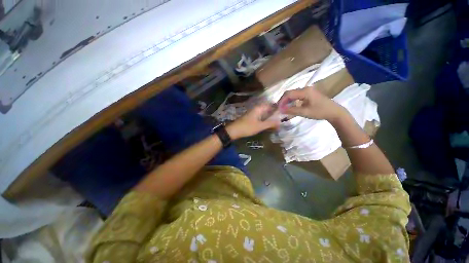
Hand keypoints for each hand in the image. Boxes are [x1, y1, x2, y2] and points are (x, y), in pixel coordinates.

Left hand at [226, 104, 280, 139]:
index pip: (271, 105)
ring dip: (270, 117)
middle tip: (283, 119)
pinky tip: (269, 124)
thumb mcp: (260, 126)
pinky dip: (265, 120)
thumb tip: (281, 122)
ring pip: (265, 114)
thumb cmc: (247, 127)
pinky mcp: (252, 118)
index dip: (278, 108)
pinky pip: (261, 117)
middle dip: (275, 114)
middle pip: (268, 109)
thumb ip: (270, 123)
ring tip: (278, 122)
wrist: (234, 130)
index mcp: (259, 108)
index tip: (285, 113)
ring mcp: (254, 113)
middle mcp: (257, 109)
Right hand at [278, 86, 346, 121]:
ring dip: (287, 100)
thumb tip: (280, 110)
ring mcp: (307, 90)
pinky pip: (297, 96)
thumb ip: (291, 110)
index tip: (277, 108)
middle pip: (290, 92)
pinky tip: (290, 106)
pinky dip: (292, 101)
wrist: (334, 112)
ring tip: (283, 108)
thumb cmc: (320, 112)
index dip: (281, 101)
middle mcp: (305, 88)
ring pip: (293, 94)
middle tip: (279, 108)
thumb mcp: (305, 112)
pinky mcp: (309, 94)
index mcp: (305, 91)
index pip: (289, 94)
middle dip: (283, 100)